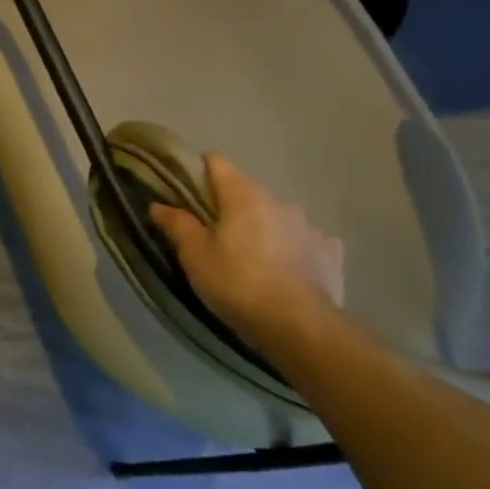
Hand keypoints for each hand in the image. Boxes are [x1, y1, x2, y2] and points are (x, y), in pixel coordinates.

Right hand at [149, 154, 343, 347]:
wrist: (299, 326)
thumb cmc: (237, 283)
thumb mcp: (194, 255)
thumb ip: (177, 224)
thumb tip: (159, 204)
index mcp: (244, 196)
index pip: (217, 163)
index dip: (198, 170)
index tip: (185, 189)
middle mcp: (280, 201)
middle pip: (246, 192)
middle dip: (229, 207)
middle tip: (212, 235)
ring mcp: (310, 226)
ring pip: (276, 216)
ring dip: (262, 228)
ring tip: (250, 258)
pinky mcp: (331, 252)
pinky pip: (305, 241)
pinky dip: (292, 248)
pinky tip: (285, 270)